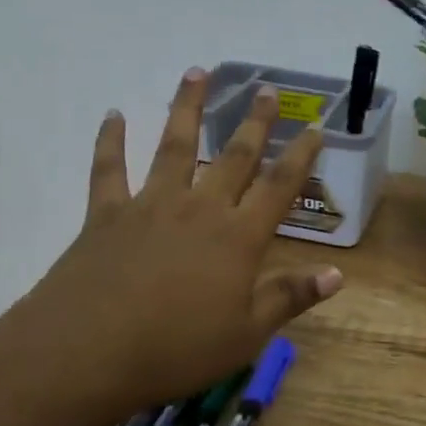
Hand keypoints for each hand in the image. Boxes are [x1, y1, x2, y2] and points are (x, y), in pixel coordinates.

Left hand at [0, 70, 343, 418]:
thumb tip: (337, 274)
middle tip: (266, 90)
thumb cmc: (175, 350)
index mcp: (238, 238)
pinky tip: (113, 114)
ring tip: (197, 72)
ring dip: (187, 107)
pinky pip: (109, 169)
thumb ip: (289, 298)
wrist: (87, 353)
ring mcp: (151, 205)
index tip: (314, 128)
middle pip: (234, 156)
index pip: (279, 187)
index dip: (300, 156)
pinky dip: (110, 140)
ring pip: (174, 145)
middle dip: (254, 122)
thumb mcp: (245, 335)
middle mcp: (200, 209)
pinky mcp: (107, 214)